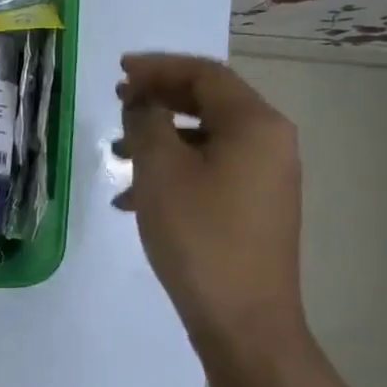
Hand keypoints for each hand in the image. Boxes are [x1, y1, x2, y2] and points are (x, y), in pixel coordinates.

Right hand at [114, 54, 306, 355]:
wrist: (243, 319)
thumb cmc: (199, 235)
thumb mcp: (160, 171)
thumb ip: (146, 122)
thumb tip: (143, 102)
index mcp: (255, 124)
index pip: (205, 74)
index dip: (158, 67)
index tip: (118, 71)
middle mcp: (270, 142)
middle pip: (209, 102)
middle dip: (159, 98)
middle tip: (118, 101)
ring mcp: (266, 177)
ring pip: (206, 138)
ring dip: (160, 138)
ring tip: (116, 155)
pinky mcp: (255, 206)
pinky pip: (211, 170)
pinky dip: (173, 170)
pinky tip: (134, 198)